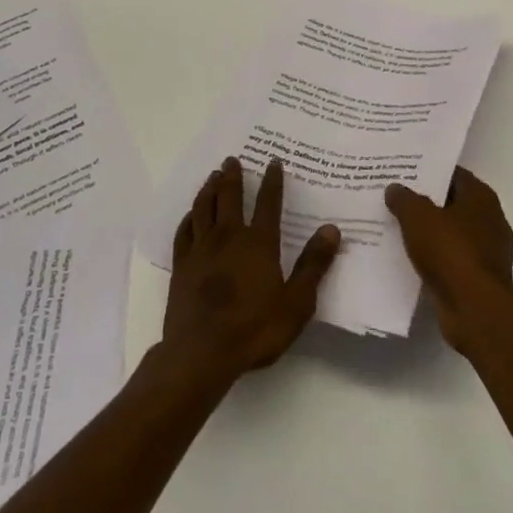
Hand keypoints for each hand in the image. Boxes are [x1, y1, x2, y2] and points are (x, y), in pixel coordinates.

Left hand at [163, 157, 340, 383]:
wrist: (200, 353)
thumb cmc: (254, 329)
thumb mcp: (296, 302)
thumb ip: (313, 265)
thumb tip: (331, 229)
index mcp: (259, 243)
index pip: (269, 203)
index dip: (272, 181)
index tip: (273, 162)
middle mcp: (229, 236)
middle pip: (230, 197)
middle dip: (233, 176)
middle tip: (232, 159)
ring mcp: (201, 249)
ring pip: (204, 207)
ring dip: (209, 188)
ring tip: (213, 176)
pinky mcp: (181, 265)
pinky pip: (184, 231)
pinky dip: (189, 216)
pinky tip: (192, 214)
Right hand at [385, 167, 512, 352]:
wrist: (475, 309)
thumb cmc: (450, 251)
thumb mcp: (418, 217)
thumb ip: (405, 199)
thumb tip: (395, 188)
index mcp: (481, 198)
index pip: (454, 175)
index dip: (430, 172)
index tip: (405, 172)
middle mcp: (490, 220)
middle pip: (453, 204)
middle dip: (427, 202)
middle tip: (396, 198)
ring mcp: (487, 251)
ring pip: (451, 233)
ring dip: (430, 232)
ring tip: (398, 227)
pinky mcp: (479, 278)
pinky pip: (451, 259)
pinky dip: (434, 257)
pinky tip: (410, 257)